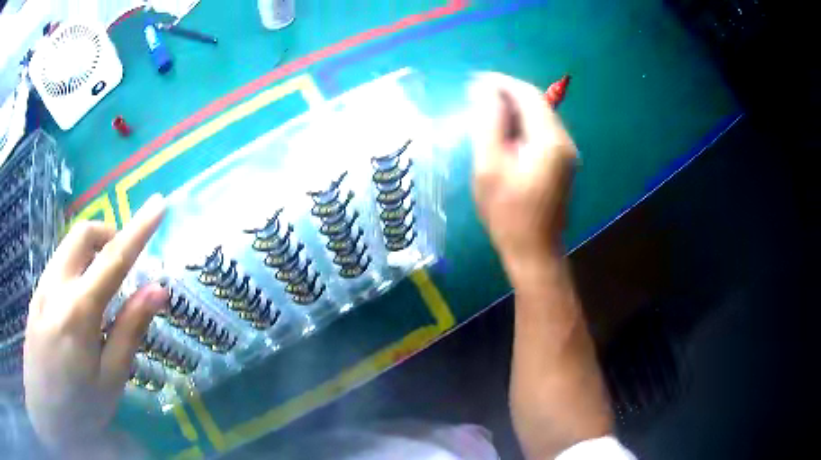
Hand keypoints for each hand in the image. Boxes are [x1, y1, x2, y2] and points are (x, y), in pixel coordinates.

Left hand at [24, 195, 166, 455]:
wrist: (44, 410)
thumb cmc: (79, 406)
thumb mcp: (111, 378)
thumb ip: (130, 330)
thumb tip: (157, 291)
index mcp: (79, 311)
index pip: (113, 258)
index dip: (139, 229)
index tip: (158, 205)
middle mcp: (57, 286)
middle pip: (83, 234)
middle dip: (108, 234)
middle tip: (124, 263)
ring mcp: (42, 287)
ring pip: (69, 246)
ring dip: (92, 251)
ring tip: (105, 286)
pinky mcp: (36, 294)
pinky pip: (59, 264)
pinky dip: (77, 266)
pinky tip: (82, 302)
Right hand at [469, 73, 577, 265]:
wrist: (534, 251)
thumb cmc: (508, 213)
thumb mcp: (490, 166)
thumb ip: (489, 123)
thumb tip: (485, 90)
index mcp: (550, 140)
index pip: (528, 95)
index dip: (501, 82)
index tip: (476, 80)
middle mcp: (565, 142)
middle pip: (537, 103)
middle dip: (507, 93)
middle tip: (477, 94)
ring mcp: (566, 154)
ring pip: (540, 117)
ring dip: (514, 108)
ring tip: (485, 109)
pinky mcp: (562, 164)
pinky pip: (542, 132)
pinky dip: (522, 124)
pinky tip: (504, 131)